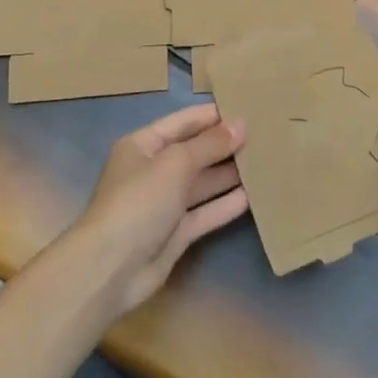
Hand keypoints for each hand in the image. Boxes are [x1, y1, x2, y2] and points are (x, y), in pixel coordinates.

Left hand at [72, 104, 250, 314]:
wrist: (112, 268)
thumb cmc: (140, 201)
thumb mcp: (176, 163)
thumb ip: (210, 144)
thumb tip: (241, 125)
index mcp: (143, 146)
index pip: (183, 122)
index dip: (213, 116)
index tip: (247, 108)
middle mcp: (153, 171)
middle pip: (194, 152)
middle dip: (225, 145)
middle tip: (264, 136)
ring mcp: (164, 204)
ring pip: (202, 183)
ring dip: (229, 174)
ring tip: (265, 162)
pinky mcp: (175, 233)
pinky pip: (205, 213)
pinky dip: (225, 204)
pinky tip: (253, 195)